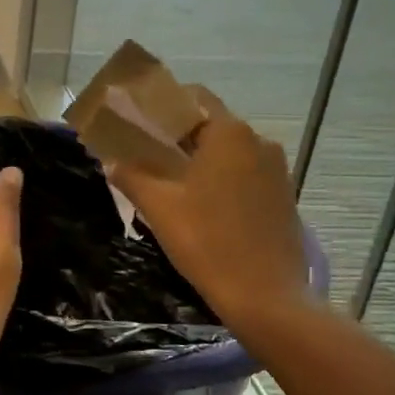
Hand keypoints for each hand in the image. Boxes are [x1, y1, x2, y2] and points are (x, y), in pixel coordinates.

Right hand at [107, 89, 311, 324]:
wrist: (266, 296)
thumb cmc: (207, 242)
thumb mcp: (159, 208)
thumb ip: (131, 176)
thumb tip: (111, 162)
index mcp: (229, 133)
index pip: (193, 98)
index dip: (163, 106)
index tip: (138, 121)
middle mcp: (259, 142)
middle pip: (211, 124)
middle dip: (178, 135)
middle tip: (145, 154)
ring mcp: (277, 170)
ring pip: (229, 152)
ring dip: (200, 159)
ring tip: (169, 181)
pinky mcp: (283, 197)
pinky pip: (245, 174)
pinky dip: (221, 179)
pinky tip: (201, 203)